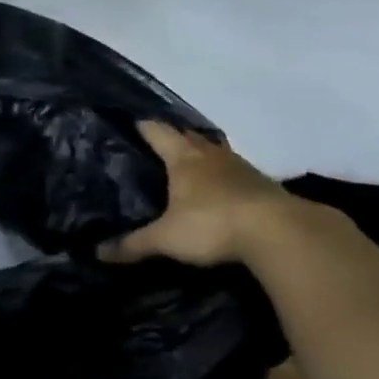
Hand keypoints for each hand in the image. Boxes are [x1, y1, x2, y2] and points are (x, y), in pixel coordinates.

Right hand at [97, 120, 300, 266]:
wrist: (281, 233)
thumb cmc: (213, 224)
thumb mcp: (166, 239)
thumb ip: (133, 245)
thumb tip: (97, 253)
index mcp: (182, 158)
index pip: (157, 131)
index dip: (143, 127)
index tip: (132, 125)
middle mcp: (210, 154)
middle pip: (188, 135)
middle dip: (173, 137)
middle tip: (157, 147)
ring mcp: (240, 166)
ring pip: (215, 151)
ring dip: (202, 153)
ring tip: (189, 164)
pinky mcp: (263, 184)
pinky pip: (236, 171)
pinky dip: (224, 175)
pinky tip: (221, 190)